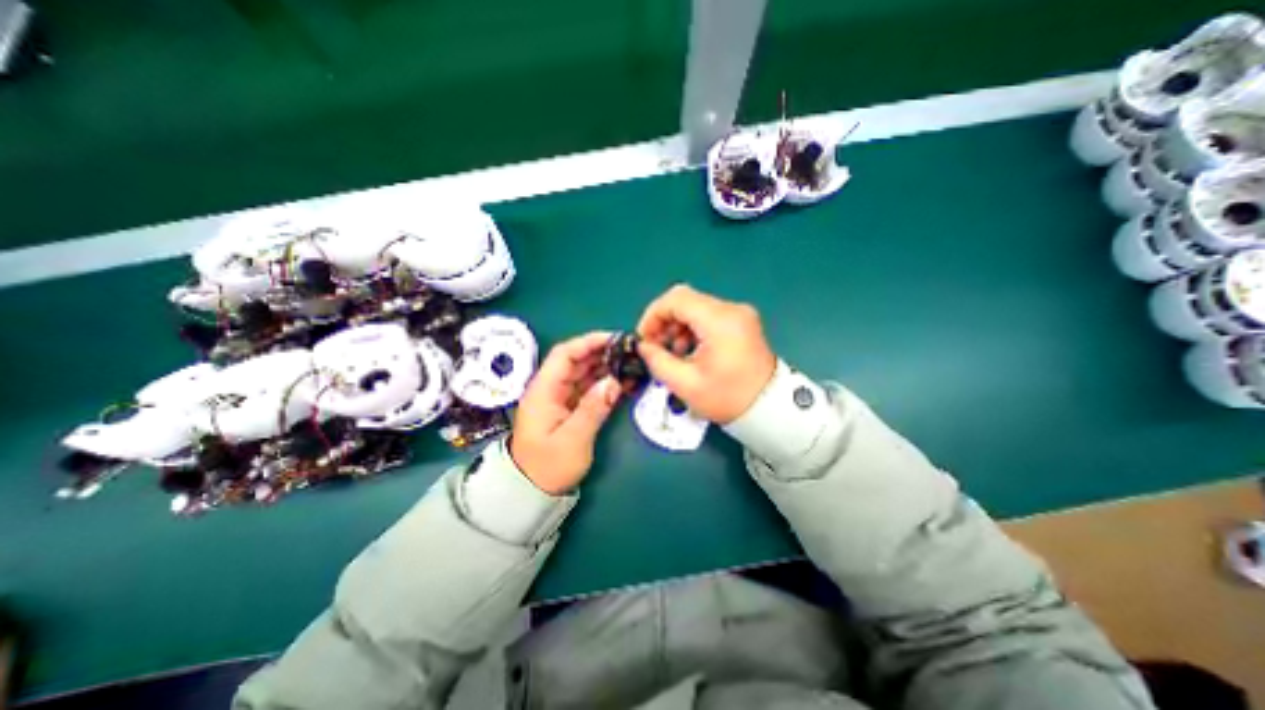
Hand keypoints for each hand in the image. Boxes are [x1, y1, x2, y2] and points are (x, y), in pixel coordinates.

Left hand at [507, 329, 621, 492]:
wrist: (531, 492)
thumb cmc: (548, 467)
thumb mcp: (573, 439)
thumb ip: (593, 408)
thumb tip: (614, 382)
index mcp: (544, 390)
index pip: (565, 354)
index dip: (589, 342)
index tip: (615, 340)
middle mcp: (550, 389)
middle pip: (575, 361)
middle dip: (602, 353)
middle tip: (629, 352)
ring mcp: (559, 398)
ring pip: (583, 373)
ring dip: (605, 367)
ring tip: (630, 364)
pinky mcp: (568, 408)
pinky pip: (587, 389)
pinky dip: (604, 384)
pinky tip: (622, 383)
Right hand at [638, 284, 776, 425]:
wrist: (768, 409)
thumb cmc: (727, 398)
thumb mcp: (685, 384)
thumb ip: (657, 361)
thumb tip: (644, 346)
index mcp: (719, 321)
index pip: (675, 299)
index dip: (653, 315)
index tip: (644, 338)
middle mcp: (731, 309)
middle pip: (685, 300)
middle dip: (664, 321)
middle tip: (655, 347)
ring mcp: (739, 314)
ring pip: (696, 307)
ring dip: (678, 325)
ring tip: (673, 353)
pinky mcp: (742, 322)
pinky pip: (709, 315)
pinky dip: (693, 328)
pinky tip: (690, 350)